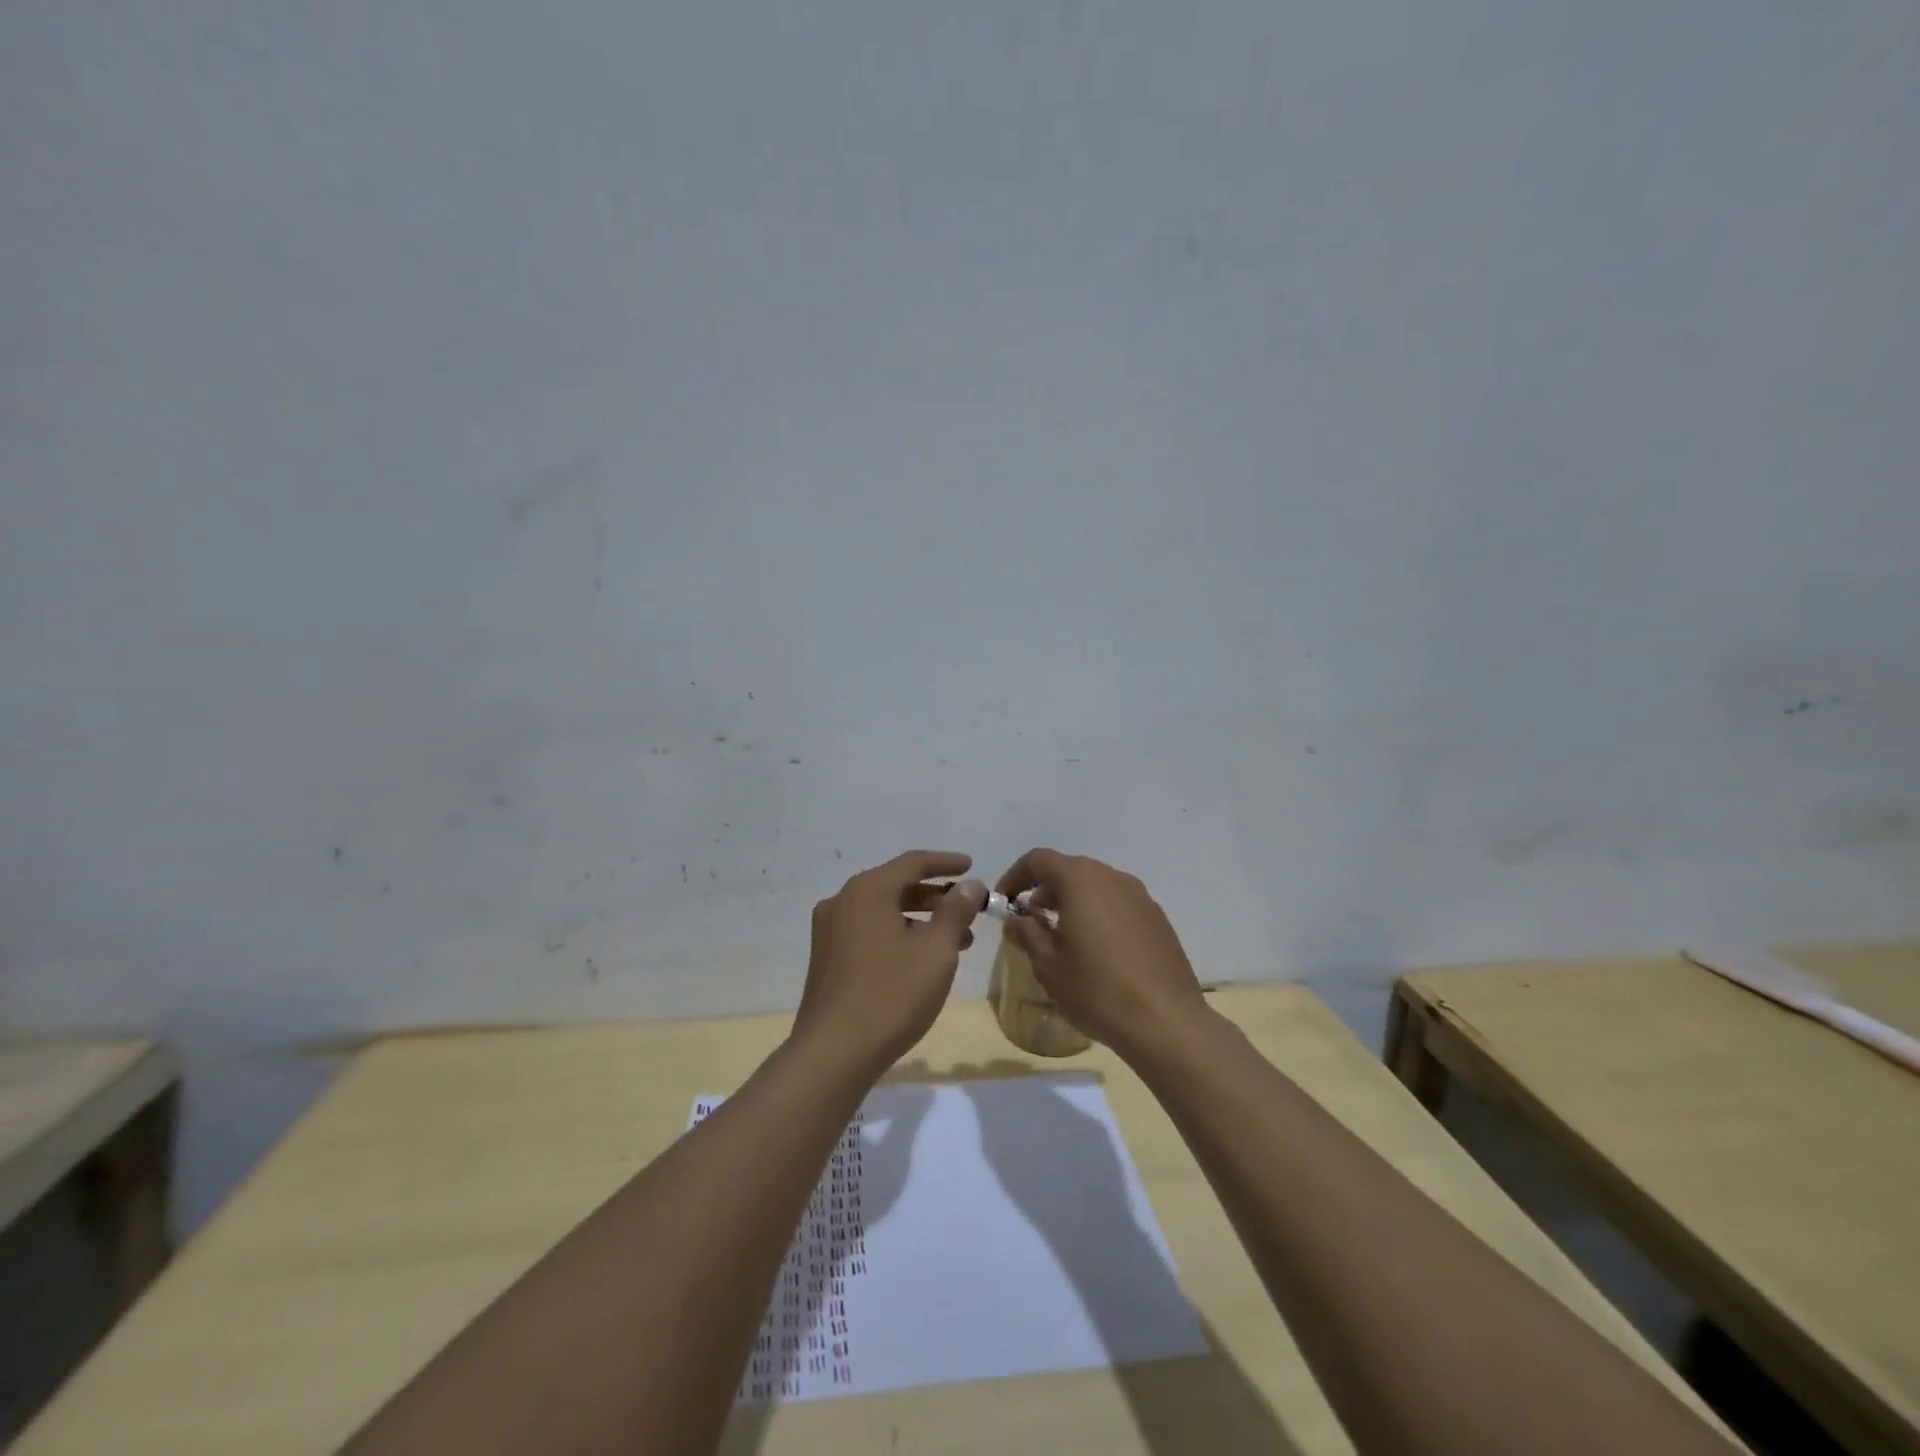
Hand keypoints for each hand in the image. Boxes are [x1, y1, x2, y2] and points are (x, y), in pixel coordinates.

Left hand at [793, 850, 985, 1076]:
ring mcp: (829, 931)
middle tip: (969, 913)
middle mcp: (842, 902)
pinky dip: (898, 935)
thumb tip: (970, 884)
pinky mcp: (827, 958)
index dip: (946, 863)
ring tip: (956, 944)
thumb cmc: (891, 995)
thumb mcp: (935, 950)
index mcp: (867, 891)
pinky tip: (921, 960)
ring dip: (920, 920)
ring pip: (883, 912)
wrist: (833, 1053)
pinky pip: (869, 932)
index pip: (913, 862)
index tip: (972, 866)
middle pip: (896, 886)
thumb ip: (955, 911)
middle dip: (937, 898)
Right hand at [995, 849, 1208, 1062]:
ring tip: (1062, 939)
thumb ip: (1026, 933)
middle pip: (1070, 870)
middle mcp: (1113, 878)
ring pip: (1096, 887)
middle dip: (1045, 890)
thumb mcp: (1048, 964)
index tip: (1004, 902)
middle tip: (1030, 921)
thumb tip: (1016, 919)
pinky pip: (1118, 906)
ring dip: (1073, 903)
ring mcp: (1141, 897)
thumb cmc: (1097, 988)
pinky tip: (1097, 953)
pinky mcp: (1158, 920)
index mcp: (1082, 880)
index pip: (1039, 860)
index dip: (1015, 876)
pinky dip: (1099, 916)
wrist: (1166, 1022)